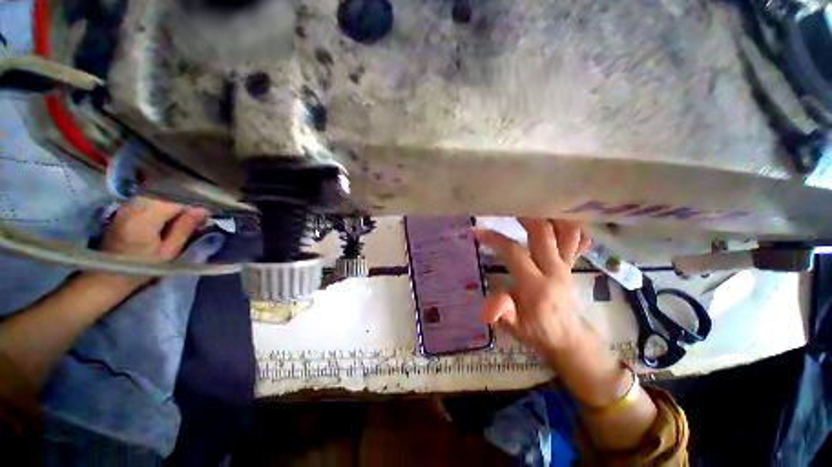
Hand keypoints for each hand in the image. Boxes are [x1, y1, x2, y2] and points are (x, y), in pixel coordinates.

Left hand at [90, 197, 208, 292]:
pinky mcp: (122, 210)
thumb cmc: (142, 268)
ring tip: (175, 224)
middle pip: (165, 198)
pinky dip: (157, 209)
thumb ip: (185, 228)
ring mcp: (125, 207)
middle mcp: (133, 206)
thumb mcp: (169, 252)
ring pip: (156, 199)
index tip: (200, 222)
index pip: (176, 203)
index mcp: (145, 218)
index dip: (191, 210)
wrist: (108, 276)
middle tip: (189, 224)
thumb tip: (203, 211)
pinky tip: (161, 222)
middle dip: (180, 208)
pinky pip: (146, 202)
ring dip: (169, 208)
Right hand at [473, 218, 590, 356]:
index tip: (476, 230)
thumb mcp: (514, 327)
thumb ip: (501, 313)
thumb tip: (489, 303)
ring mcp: (565, 265)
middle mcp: (554, 269)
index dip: (494, 238)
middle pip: (543, 233)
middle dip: (525, 216)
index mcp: (535, 285)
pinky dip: (569, 226)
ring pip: (565, 232)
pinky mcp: (571, 265)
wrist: (567, 338)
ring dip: (550, 215)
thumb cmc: (535, 331)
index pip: (514, 252)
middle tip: (507, 206)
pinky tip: (557, 217)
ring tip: (533, 205)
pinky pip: (575, 240)